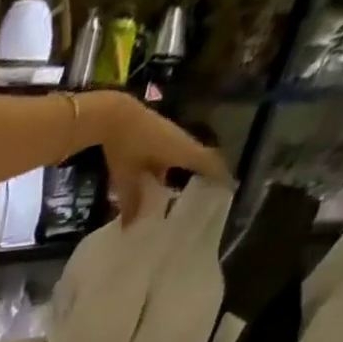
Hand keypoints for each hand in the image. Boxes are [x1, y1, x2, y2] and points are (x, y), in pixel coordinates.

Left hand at [82, 91, 228, 222]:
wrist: (114, 115)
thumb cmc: (124, 146)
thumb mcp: (126, 178)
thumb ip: (130, 202)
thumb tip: (130, 227)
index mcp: (181, 150)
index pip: (208, 162)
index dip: (220, 174)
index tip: (228, 188)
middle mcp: (181, 141)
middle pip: (198, 160)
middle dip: (202, 177)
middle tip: (202, 197)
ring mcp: (171, 135)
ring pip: (182, 158)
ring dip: (183, 174)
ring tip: (177, 196)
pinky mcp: (160, 134)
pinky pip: (170, 155)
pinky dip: (168, 169)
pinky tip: (157, 184)